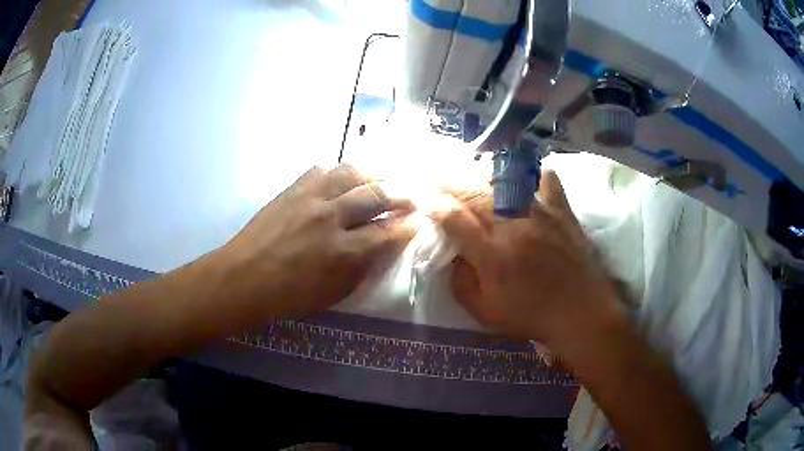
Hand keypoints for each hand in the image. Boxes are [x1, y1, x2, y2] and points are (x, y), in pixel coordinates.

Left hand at [219, 164, 416, 321]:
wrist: (243, 278)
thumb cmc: (288, 296)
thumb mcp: (333, 294)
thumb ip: (362, 269)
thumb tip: (382, 249)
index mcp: (342, 251)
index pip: (387, 232)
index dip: (407, 226)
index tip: (418, 221)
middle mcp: (330, 217)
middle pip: (376, 194)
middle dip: (400, 194)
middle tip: (410, 197)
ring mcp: (310, 198)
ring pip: (351, 172)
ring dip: (372, 175)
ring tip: (380, 180)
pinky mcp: (292, 189)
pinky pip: (322, 169)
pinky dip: (338, 173)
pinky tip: (342, 180)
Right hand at [432, 171, 616, 343]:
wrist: (581, 313)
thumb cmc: (531, 316)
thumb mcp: (485, 313)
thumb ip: (461, 284)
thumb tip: (451, 254)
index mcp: (492, 255)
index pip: (453, 218)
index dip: (432, 203)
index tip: (420, 194)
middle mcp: (514, 226)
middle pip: (474, 191)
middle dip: (449, 179)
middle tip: (435, 173)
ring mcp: (541, 214)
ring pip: (505, 180)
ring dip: (482, 172)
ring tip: (470, 171)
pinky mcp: (562, 211)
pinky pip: (547, 181)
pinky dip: (534, 174)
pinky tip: (524, 175)